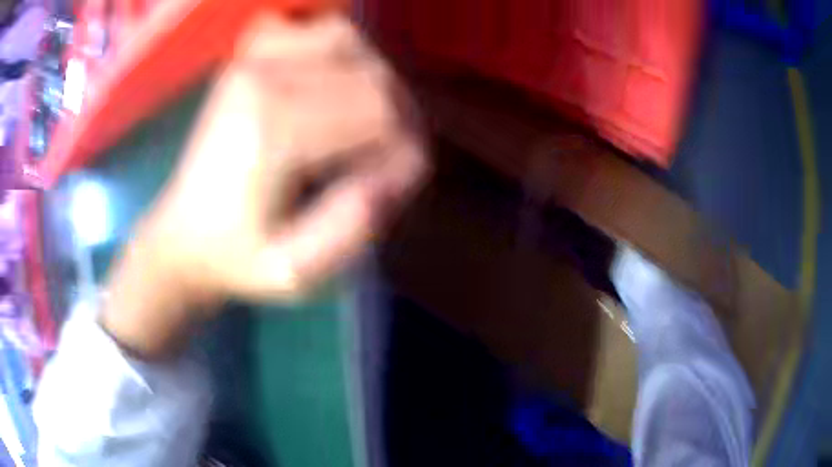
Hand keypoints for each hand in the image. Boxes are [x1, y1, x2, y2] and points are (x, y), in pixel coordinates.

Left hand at [100, 14, 426, 358]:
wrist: (182, 236)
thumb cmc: (235, 259)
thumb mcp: (294, 273)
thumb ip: (350, 229)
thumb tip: (402, 167)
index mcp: (274, 129)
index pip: (381, 113)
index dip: (404, 150)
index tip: (391, 189)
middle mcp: (264, 77)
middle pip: (372, 74)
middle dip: (396, 117)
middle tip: (382, 161)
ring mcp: (251, 59)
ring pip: (348, 39)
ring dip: (370, 77)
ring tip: (362, 119)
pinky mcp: (245, 57)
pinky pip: (307, 27)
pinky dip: (332, 46)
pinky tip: (327, 79)